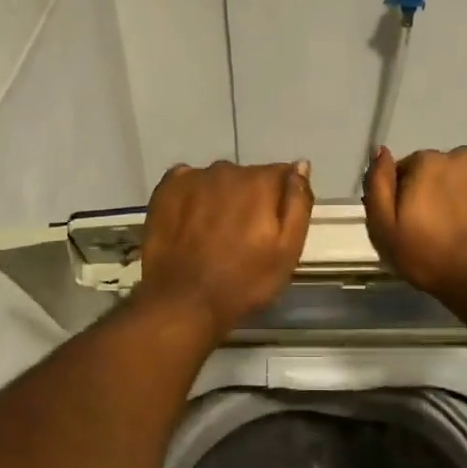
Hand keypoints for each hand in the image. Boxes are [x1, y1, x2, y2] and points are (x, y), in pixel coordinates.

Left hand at [137, 160, 313, 336]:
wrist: (184, 302)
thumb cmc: (244, 282)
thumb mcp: (288, 250)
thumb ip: (298, 203)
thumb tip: (301, 165)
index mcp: (260, 182)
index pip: (280, 175)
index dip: (279, 200)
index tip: (271, 227)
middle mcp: (227, 170)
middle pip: (247, 177)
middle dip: (249, 198)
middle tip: (242, 235)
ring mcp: (192, 178)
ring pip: (217, 181)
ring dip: (220, 198)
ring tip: (213, 233)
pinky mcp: (166, 189)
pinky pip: (187, 182)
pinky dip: (192, 196)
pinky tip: (190, 222)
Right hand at [364, 146, 466, 309]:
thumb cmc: (432, 260)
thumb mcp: (385, 231)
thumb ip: (378, 187)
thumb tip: (381, 151)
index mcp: (426, 163)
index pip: (410, 168)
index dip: (410, 194)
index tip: (416, 220)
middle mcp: (462, 154)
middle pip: (445, 168)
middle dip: (442, 189)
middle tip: (446, 226)